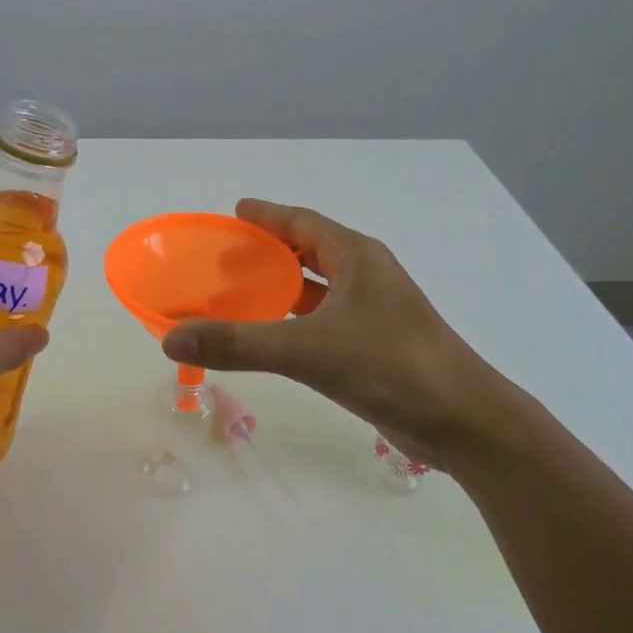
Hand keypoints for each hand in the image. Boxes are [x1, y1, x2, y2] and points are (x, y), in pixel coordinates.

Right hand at [160, 199, 519, 468]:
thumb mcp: (307, 349)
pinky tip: (271, 336)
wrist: (462, 421)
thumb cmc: (390, 366)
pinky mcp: (375, 345)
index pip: (303, 222)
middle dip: (268, 251)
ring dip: (281, 287)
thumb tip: (170, 338)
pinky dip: (294, 320)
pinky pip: (323, 320)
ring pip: (318, 288)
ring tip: (239, 293)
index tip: (235, 211)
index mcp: (356, 257)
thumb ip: (238, 344)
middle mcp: (366, 276)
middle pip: (309, 251)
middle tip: (224, 258)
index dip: (267, 215)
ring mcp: (374, 312)